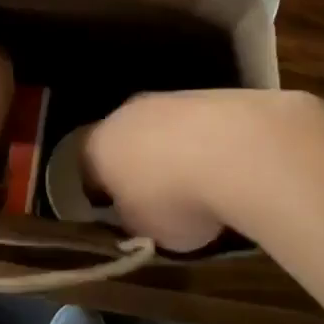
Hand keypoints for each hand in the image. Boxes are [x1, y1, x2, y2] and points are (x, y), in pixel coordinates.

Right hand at [83, 89, 323, 251]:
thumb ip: (133, 217)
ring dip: (176, 151)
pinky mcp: (212, 93)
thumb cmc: (174, 198)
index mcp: (99, 144)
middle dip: (139, 166)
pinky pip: (200, 124)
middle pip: (126, 140)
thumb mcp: (143, 229)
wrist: (237, 149)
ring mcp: (171, 98)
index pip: (86, 167)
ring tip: (201, 184)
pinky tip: (228, 166)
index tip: (116, 214)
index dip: (99, 193)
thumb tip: (137, 210)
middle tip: (158, 198)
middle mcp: (127, 112)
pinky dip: (208, 142)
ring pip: (164, 128)